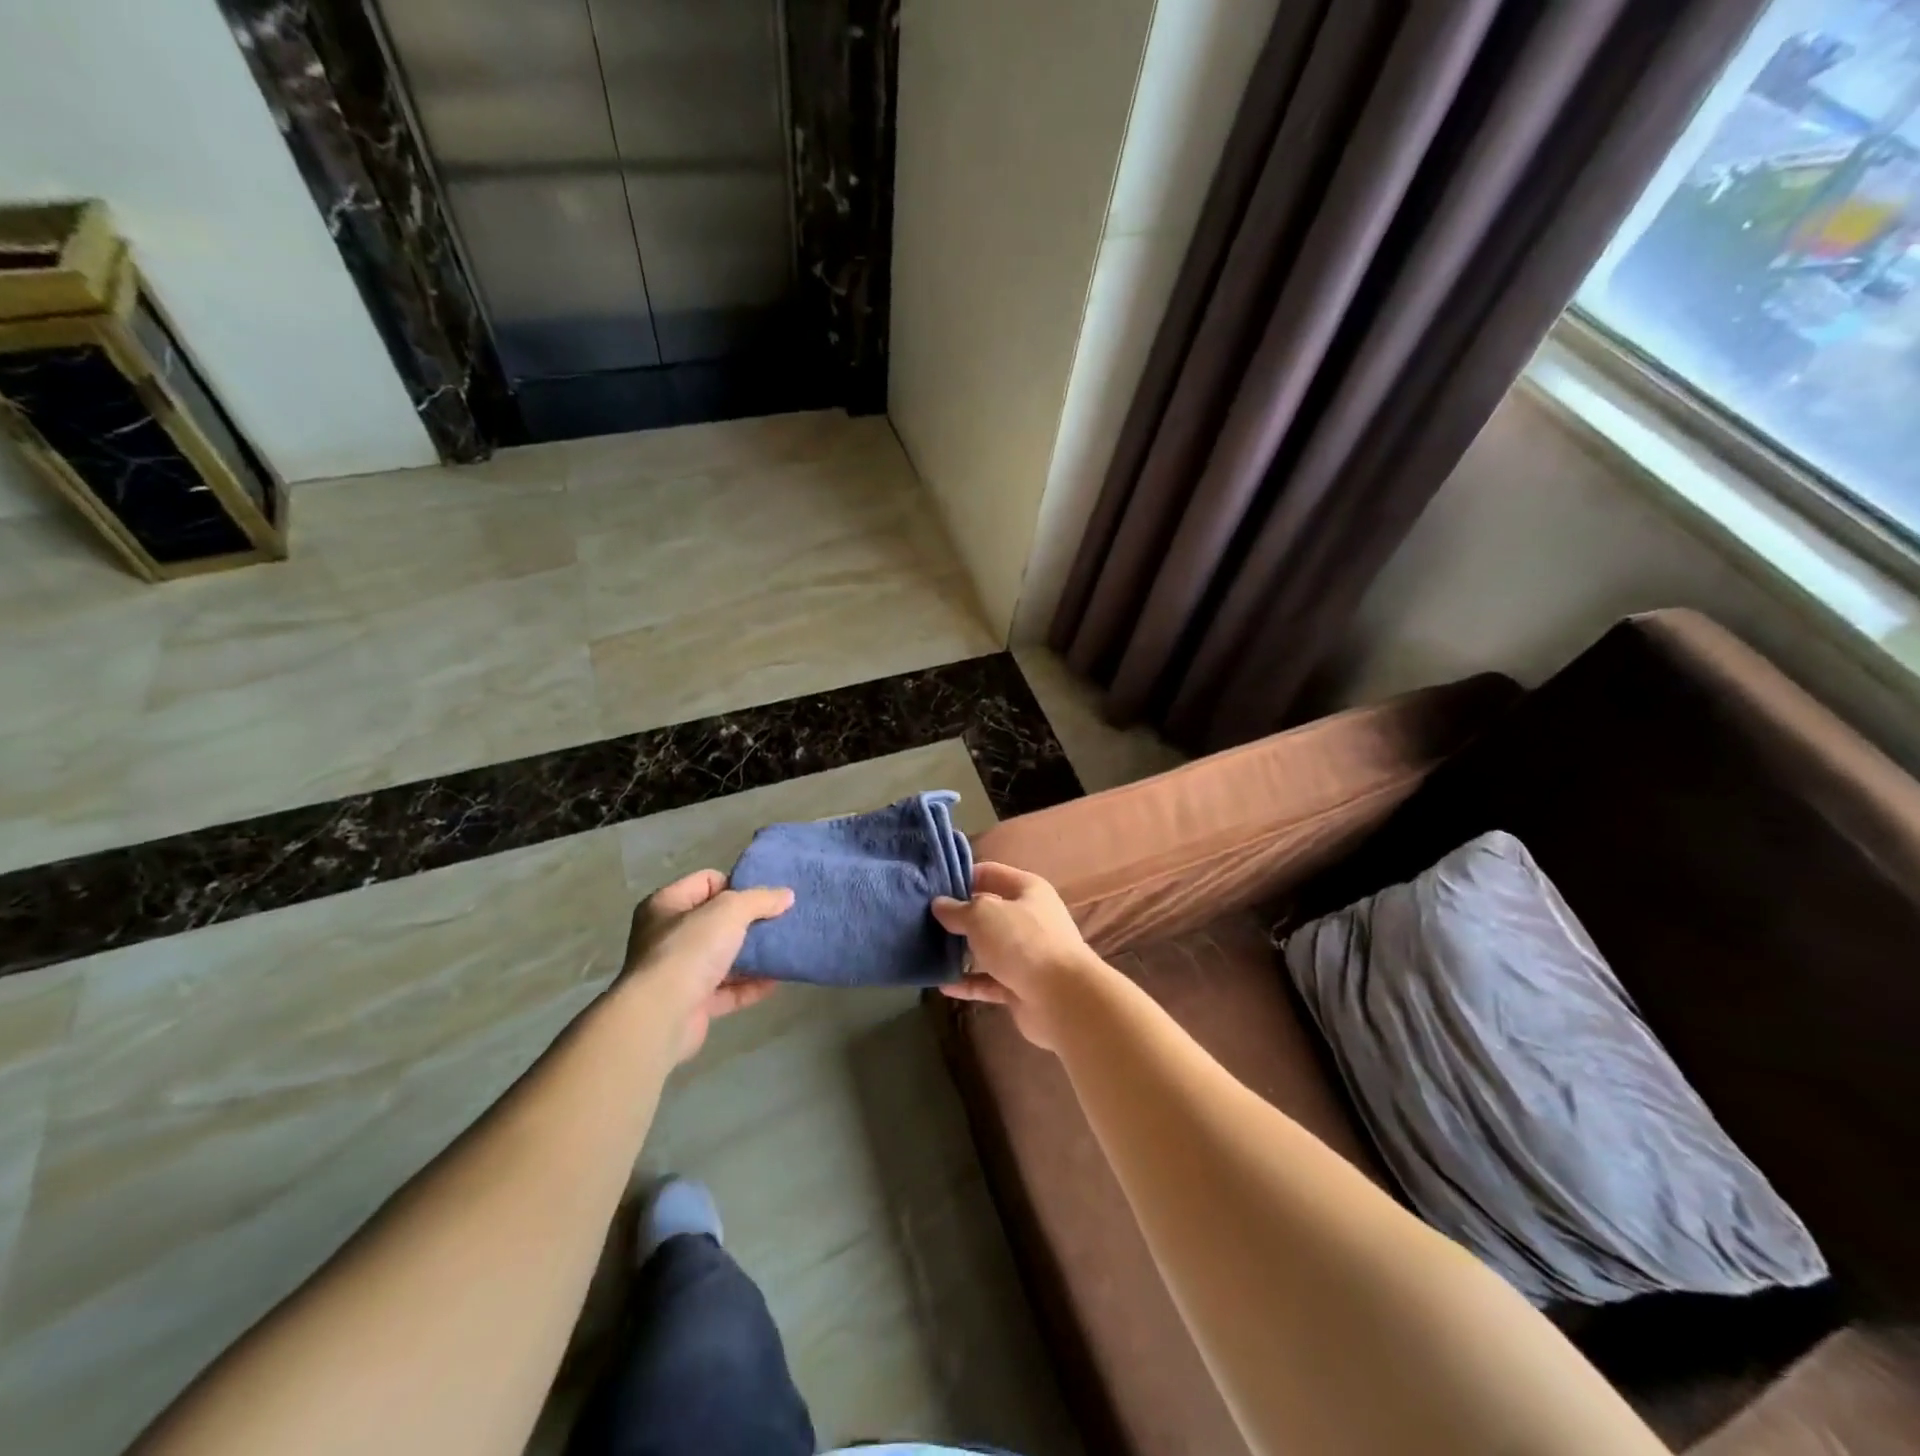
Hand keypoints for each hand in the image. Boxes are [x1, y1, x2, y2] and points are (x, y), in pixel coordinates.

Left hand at [620, 869, 792, 1062]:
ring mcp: (678, 972)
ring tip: (783, 950)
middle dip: (749, 922)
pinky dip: (749, 986)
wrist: (662, 1016)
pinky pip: (726, 990)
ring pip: (722, 957)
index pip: (707, 882)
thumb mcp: (730, 911)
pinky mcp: (691, 1004)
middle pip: (717, 921)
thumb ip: (760, 899)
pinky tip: (775, 982)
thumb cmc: (690, 950)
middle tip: (779, 923)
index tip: (764, 899)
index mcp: (666, 905)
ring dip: (752, 956)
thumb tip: (787, 895)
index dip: (737, 886)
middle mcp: (667, 936)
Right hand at [932, 862, 1109, 1051]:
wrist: (1062, 998)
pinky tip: (943, 984)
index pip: (989, 873)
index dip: (961, 877)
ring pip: (987, 948)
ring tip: (928, 951)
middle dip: (958, 917)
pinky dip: (968, 982)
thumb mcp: (983, 915)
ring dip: (962, 951)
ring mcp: (1026, 954)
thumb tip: (939, 905)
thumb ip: (958, 909)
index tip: (930, 887)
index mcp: (1027, 890)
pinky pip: (988, 981)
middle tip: (922, 920)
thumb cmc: (1022, 942)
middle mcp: (1029, 918)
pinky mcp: (1020, 986)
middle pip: (988, 912)